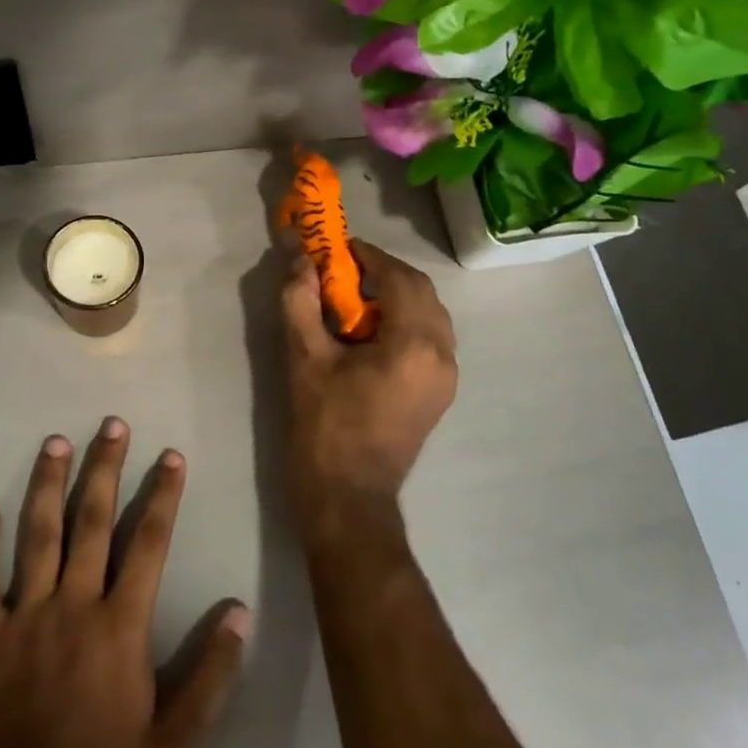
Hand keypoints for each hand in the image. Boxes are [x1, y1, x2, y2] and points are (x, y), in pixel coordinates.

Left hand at [0, 418, 250, 747]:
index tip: (171, 454)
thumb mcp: (174, 741)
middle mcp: (72, 605)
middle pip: (92, 522)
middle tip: (112, 424)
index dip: (163, 494)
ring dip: (48, 485)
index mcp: (120, 625)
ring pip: (36, 536)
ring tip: (55, 442)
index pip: (149, 542)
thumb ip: (211, 674)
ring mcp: (23, 618)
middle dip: (105, 468)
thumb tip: (238, 611)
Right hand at [281, 240, 457, 540]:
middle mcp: (442, 354)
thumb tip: (300, 261)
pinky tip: (373, 330)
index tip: (340, 248)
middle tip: (346, 270)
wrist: (348, 498)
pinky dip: (406, 320)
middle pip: (421, 291)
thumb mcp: (304, 359)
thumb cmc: (325, 427)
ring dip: (398, 295)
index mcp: (414, 344)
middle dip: (385, 272)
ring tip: (357, 297)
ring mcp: (447, 376)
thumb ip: (300, 302)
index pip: (399, 278)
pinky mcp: (440, 392)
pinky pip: (431, 337)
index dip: (370, 257)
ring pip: (431, 314)